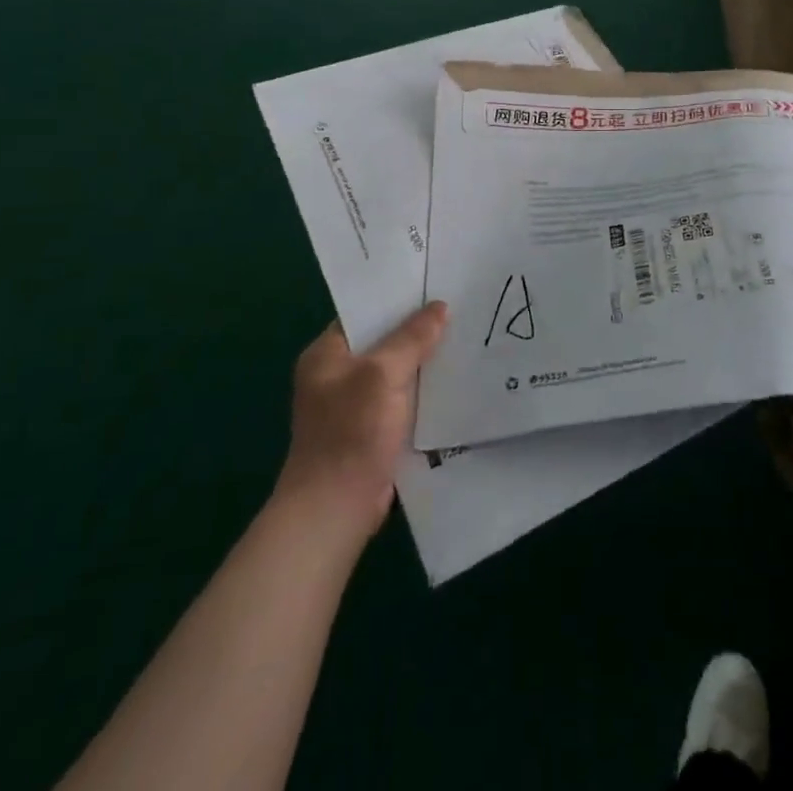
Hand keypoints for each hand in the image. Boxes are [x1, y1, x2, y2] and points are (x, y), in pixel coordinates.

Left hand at [278, 301, 447, 541]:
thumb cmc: (350, 432)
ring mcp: (356, 404)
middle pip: (384, 340)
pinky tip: (456, 378)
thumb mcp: (382, 375)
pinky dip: (425, 389)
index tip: (435, 282)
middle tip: (459, 305)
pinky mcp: (374, 430)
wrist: (335, 510)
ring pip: (397, 370)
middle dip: (418, 328)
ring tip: (466, 335)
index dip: (397, 298)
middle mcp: (338, 375)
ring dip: (425, 360)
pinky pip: (404, 397)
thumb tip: (440, 307)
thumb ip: (411, 338)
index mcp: (326, 354)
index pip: (364, 312)